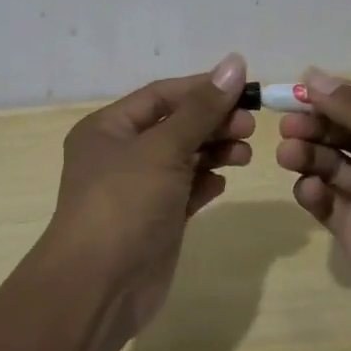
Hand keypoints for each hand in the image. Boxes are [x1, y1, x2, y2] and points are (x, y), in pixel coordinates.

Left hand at [47, 53, 254, 338]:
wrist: (99, 288)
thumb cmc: (125, 203)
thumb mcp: (164, 148)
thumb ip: (202, 108)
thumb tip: (235, 63)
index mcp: (108, 128)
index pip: (161, 95)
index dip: (202, 88)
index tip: (244, 87)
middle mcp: (120, 154)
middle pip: (175, 125)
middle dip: (212, 122)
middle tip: (250, 125)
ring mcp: (137, 189)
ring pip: (183, 158)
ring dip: (214, 151)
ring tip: (245, 153)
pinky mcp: (155, 221)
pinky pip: (185, 191)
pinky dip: (206, 183)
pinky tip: (223, 183)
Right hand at [276, 69, 350, 350]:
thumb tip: (312, 74)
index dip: (337, 97)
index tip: (301, 91)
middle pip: (347, 132)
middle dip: (317, 125)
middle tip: (289, 126)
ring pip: (332, 164)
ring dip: (309, 154)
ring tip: (289, 154)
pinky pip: (327, 201)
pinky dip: (313, 192)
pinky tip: (309, 190)